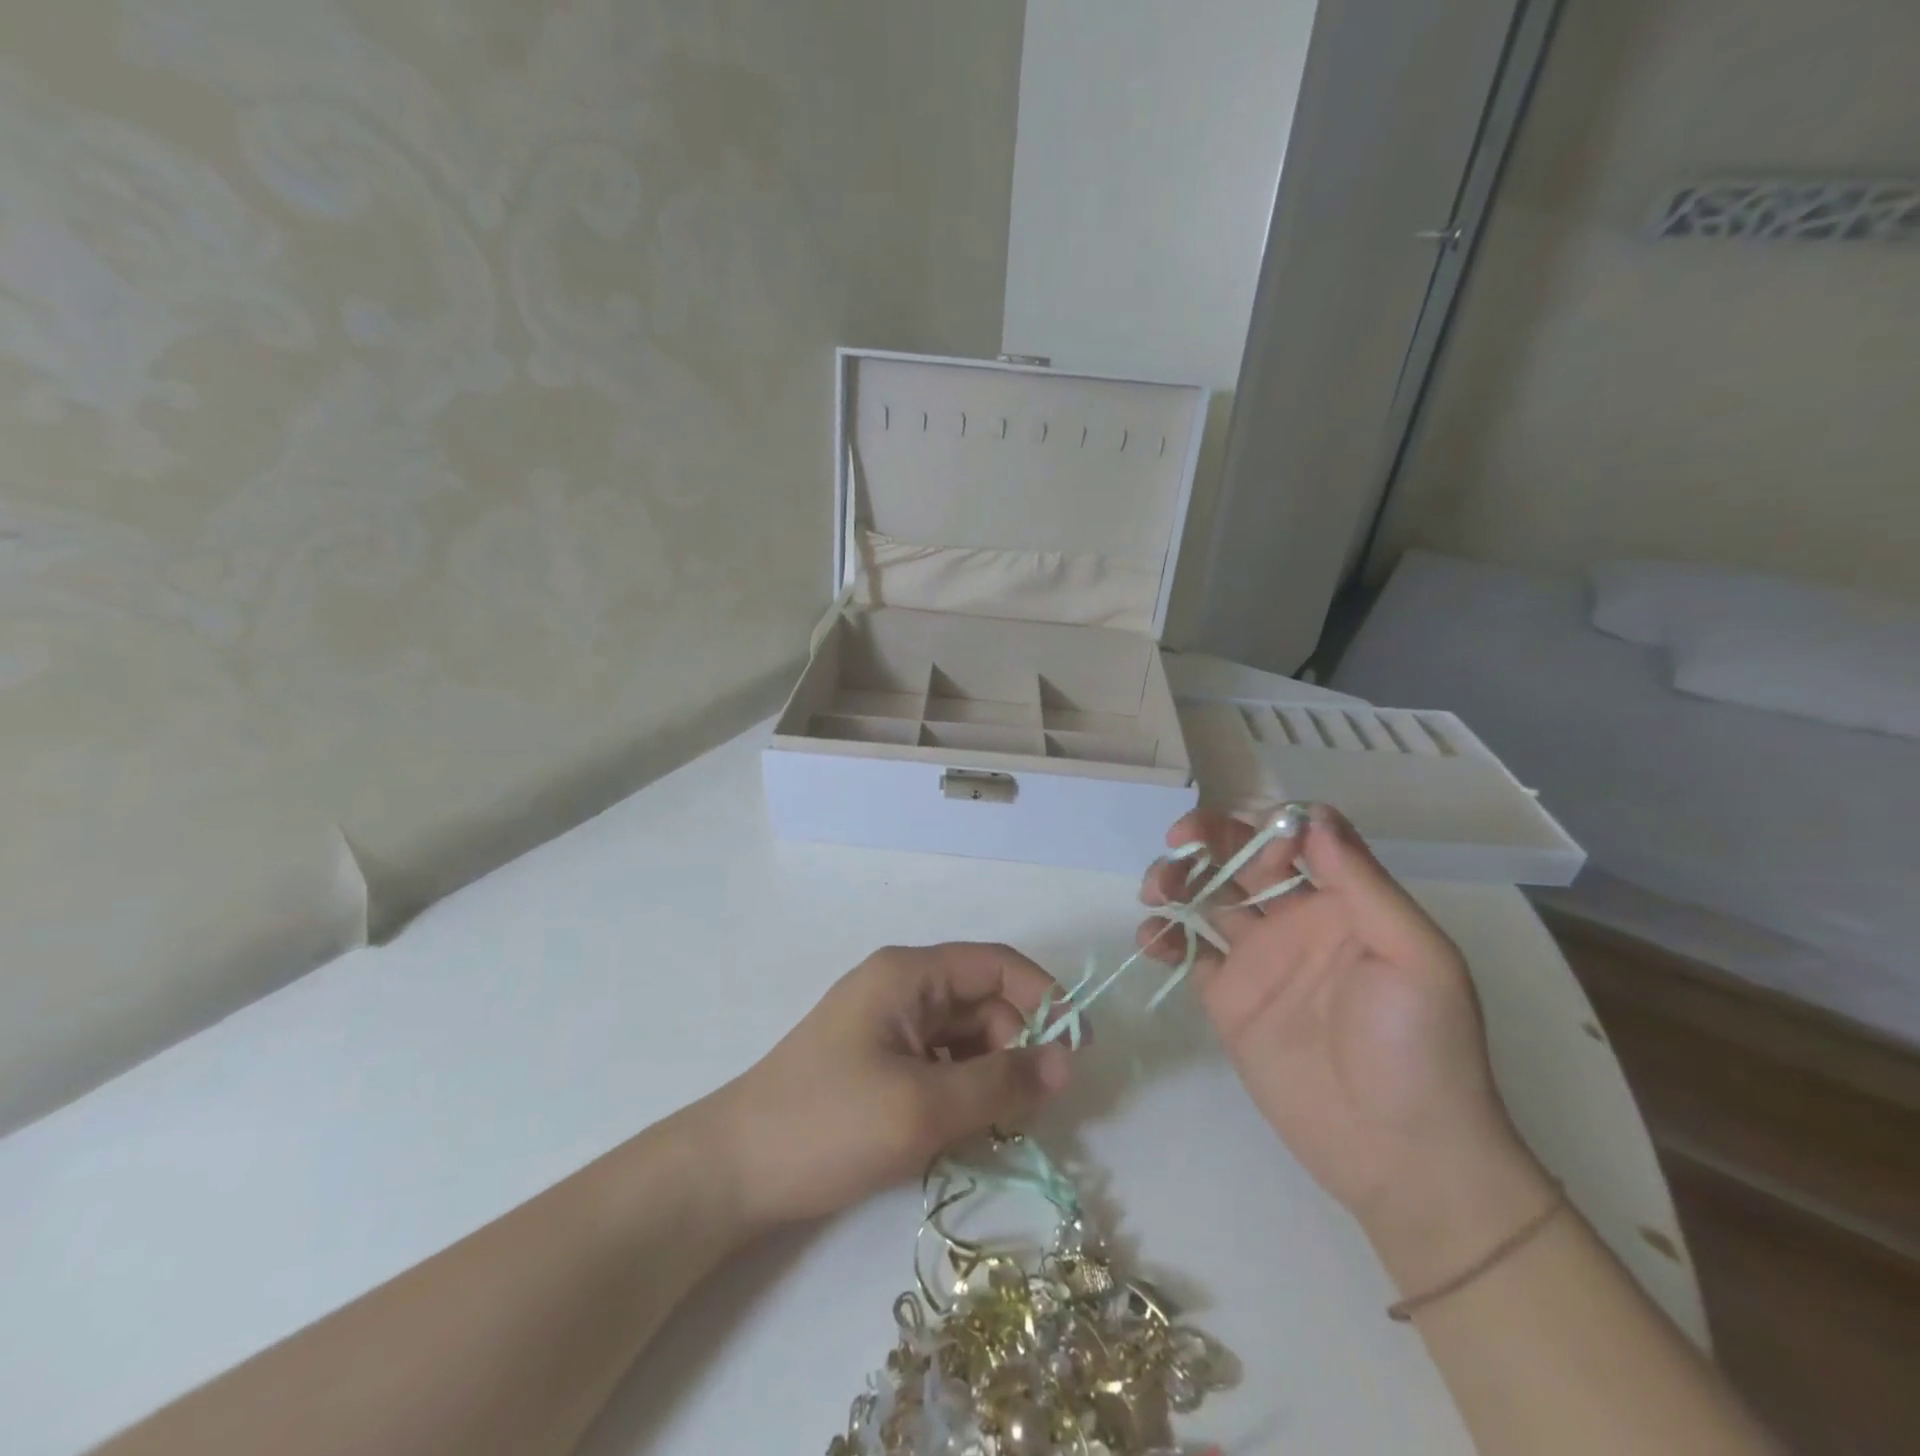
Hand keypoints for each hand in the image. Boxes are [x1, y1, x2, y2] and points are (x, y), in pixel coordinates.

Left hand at [707, 944, 1074, 1226]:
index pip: (996, 964)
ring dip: (991, 1077)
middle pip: (983, 1003)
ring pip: (965, 1039)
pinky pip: (941, 1065)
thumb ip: (1001, 1082)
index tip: (1079, 1049)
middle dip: (1017, 1048)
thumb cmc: (828, 1125)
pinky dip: (963, 1092)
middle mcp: (902, 987)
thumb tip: (1068, 1062)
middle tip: (1034, 1110)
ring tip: (999, 1128)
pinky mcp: (880, 1062)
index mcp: (909, 974)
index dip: (1044, 997)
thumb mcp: (923, 1106)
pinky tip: (964, 1132)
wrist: (733, 1173)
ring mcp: (889, 1026)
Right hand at [1139, 806, 1552, 1283]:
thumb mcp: (1414, 956)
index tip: (1250, 840)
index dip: (1268, 825)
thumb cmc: (1420, 1048)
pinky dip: (1163, 936)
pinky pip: (1188, 953)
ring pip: (1206, 898)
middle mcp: (1296, 920)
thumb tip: (1313, 815)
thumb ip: (1361, 883)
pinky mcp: (1228, 999)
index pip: (1297, 838)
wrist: (1399, 1156)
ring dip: (1176, 879)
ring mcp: (1258, 960)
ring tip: (1156, 889)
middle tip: (1176, 842)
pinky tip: (1152, 937)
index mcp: (1344, 903)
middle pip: (1241, 859)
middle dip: (1206, 839)